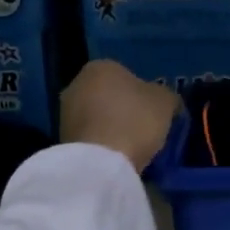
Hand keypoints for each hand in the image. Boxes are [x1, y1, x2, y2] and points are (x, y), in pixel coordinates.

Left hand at [60, 60, 180, 171]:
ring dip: (111, 126)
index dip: (143, 94)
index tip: (154, 113)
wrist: (101, 162)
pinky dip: (101, 143)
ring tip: (130, 146)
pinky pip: (90, 136)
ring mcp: (65, 111)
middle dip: (124, 109)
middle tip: (144, 129)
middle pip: (109, 94)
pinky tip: (115, 156)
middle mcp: (77, 83)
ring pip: (97, 115)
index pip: (127, 75)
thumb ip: (167, 97)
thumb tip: (168, 102)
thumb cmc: (135, 120)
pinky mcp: (61, 137)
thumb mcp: (165, 102)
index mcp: (101, 66)